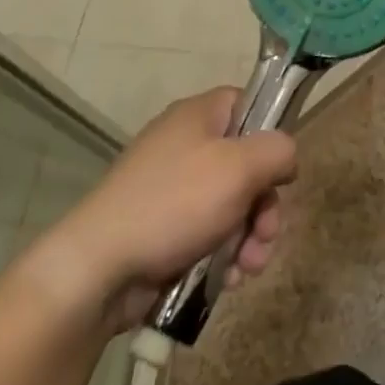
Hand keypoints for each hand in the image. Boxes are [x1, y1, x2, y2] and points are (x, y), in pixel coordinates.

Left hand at [31, 87, 297, 335]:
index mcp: (199, 116)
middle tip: (267, 234)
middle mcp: (185, 144)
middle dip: (265, 204)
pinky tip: (229, 280)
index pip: (247, 104)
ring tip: (249, 267)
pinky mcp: (164, 228)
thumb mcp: (240, 168)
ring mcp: (172, 188)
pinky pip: (208, 232)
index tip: (280, 169)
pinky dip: (224, 254)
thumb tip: (285, 158)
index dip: (270, 132)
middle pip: (246, 162)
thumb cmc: (175, 204)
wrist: (99, 268)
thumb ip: (278, 151)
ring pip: (232, 204)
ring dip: (250, 236)